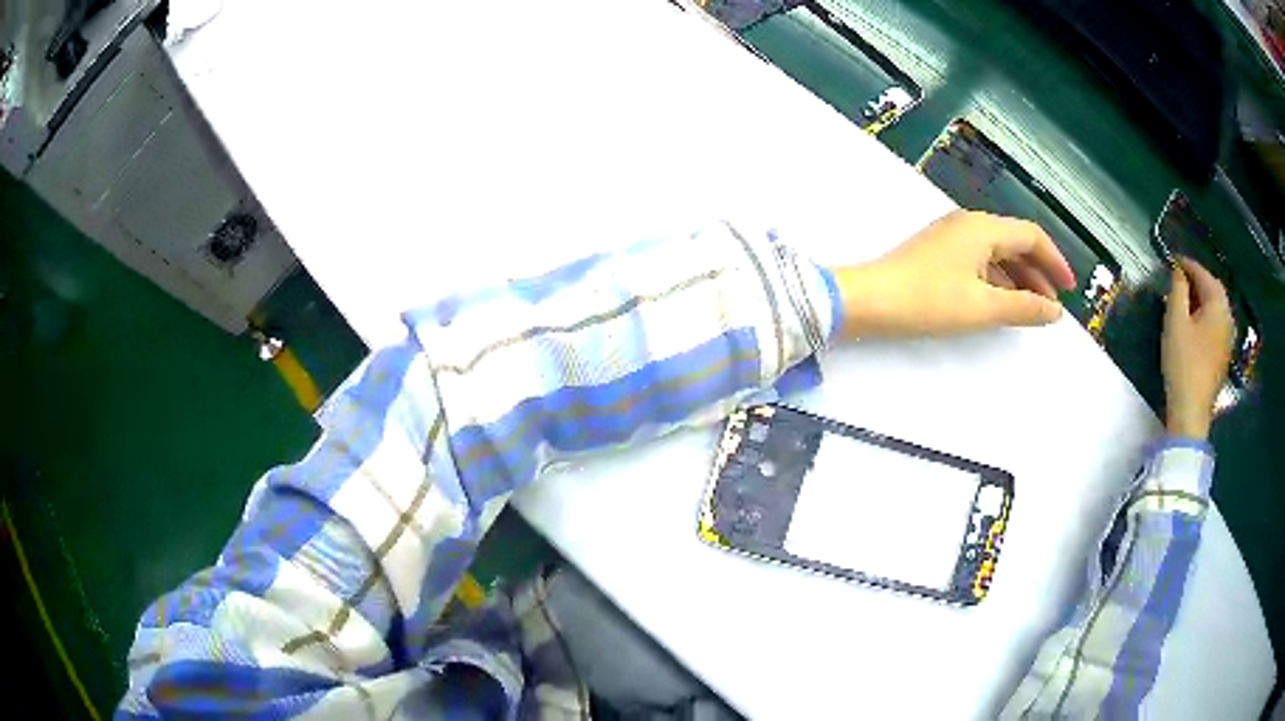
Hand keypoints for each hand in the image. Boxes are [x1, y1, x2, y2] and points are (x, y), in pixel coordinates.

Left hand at [832, 210, 1075, 337]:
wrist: (868, 300)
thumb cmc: (928, 300)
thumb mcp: (983, 307)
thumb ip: (1023, 307)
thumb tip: (1055, 311)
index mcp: (983, 228)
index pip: (1031, 236)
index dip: (1055, 261)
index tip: (1070, 290)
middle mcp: (969, 224)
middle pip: (1015, 242)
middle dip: (1038, 273)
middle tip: (1052, 306)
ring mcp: (951, 237)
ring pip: (997, 254)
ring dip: (1019, 279)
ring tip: (1032, 310)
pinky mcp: (939, 253)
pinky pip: (980, 262)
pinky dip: (997, 281)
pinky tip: (1002, 303)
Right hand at [1162, 257, 1233, 440]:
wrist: (1192, 411)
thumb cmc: (1183, 362)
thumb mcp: (1175, 321)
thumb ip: (1178, 290)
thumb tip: (1178, 272)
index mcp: (1218, 304)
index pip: (1202, 273)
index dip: (1186, 264)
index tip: (1172, 259)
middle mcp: (1227, 317)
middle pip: (1213, 289)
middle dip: (1197, 280)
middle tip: (1179, 277)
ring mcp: (1228, 339)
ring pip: (1215, 308)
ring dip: (1201, 299)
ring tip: (1185, 299)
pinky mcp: (1223, 356)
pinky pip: (1215, 325)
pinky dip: (1205, 316)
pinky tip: (1194, 323)